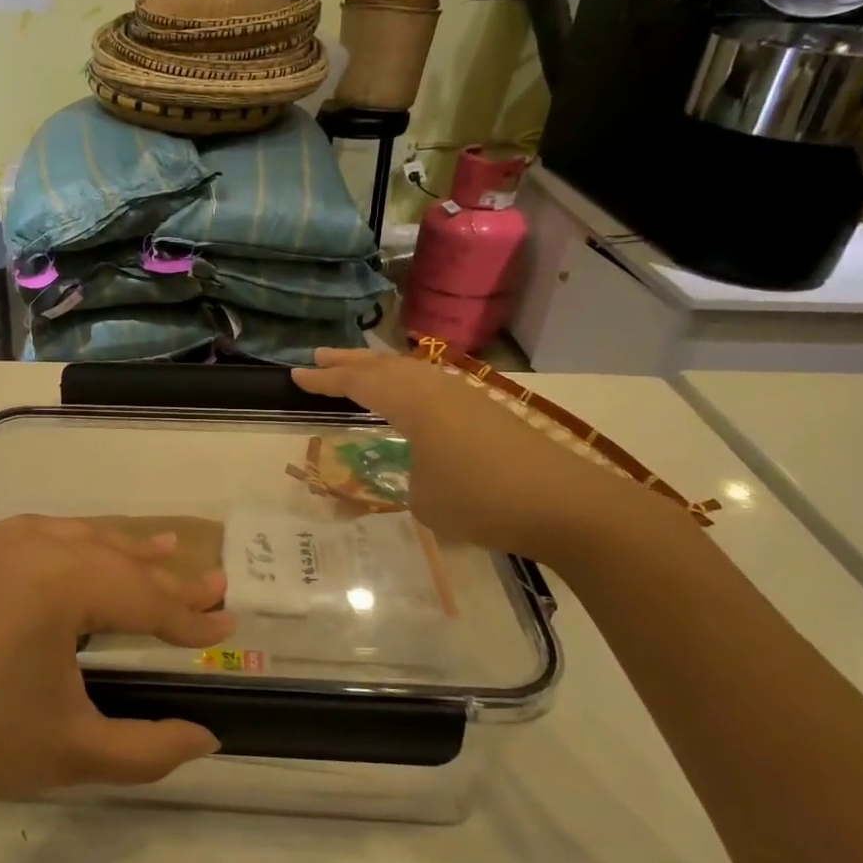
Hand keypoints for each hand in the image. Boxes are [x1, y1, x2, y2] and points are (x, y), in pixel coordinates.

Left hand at [0, 516, 232, 822]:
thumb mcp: (74, 751)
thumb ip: (150, 748)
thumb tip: (209, 739)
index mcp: (57, 583)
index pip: (141, 598)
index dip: (187, 618)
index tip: (227, 625)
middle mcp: (31, 545)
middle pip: (116, 558)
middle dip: (166, 578)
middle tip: (214, 582)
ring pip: (81, 537)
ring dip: (125, 549)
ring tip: (168, 550)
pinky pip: (44, 535)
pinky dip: (80, 543)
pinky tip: (93, 548)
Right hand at [292, 348, 660, 564]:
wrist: (567, 505)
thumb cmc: (482, 500)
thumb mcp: (423, 500)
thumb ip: (408, 476)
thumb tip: (417, 469)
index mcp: (414, 403)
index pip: (359, 384)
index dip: (325, 380)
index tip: (296, 374)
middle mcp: (437, 389)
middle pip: (384, 366)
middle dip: (349, 362)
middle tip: (318, 357)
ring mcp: (467, 398)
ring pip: (411, 372)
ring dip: (379, 369)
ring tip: (357, 371)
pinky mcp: (488, 413)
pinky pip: (432, 386)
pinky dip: (407, 384)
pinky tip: (409, 398)